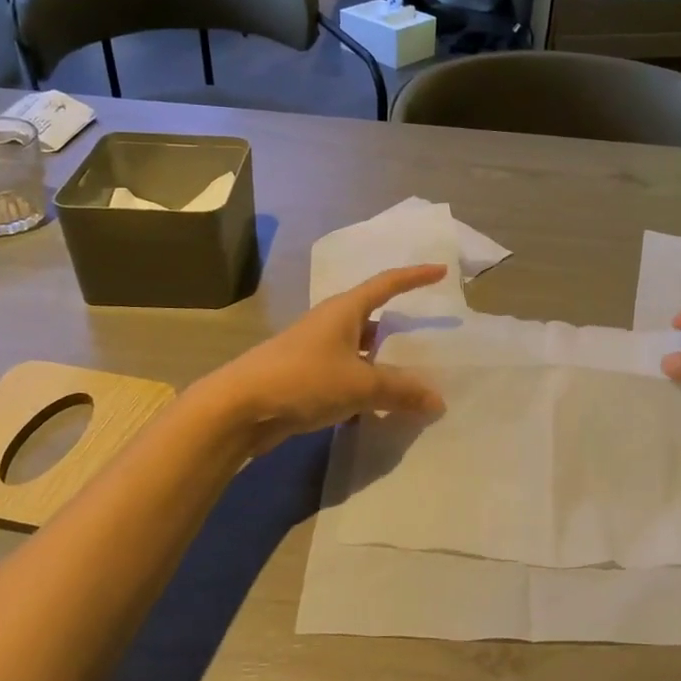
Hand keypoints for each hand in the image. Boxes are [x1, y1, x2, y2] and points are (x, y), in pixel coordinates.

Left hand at [192, 266, 447, 455]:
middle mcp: (330, 324)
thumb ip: (401, 391)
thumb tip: (437, 400)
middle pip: (373, 318)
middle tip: (429, 337)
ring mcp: (316, 351)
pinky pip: (347, 376)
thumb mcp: (360, 385)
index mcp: (344, 310)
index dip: (415, 276)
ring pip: (360, 351)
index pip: (387, 284)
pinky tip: (380, 409)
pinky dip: (365, 388)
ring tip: (412, 377)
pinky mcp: (306, 378)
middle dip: (400, 327)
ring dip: (383, 363)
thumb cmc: (303, 379)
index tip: (441, 271)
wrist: (239, 407)